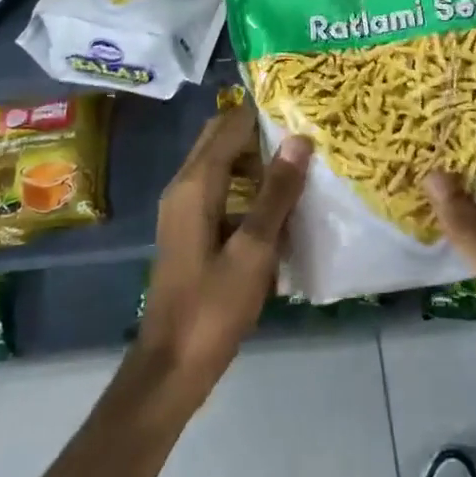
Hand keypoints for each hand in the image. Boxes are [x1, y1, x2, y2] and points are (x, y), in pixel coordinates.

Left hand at [133, 105, 309, 413]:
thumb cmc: (214, 307)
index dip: (264, 113)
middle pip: (221, 139)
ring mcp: (183, 209)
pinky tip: (278, 210)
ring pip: (221, 165)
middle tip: (304, 137)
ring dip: (255, 161)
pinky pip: (220, 191)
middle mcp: (184, 186)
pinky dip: (246, 189)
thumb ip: (277, 193)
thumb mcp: (254, 250)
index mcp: (196, 184)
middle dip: (260, 133)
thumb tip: (299, 140)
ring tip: (299, 168)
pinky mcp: (189, 230)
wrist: (171, 366)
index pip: (230, 125)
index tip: (302, 110)